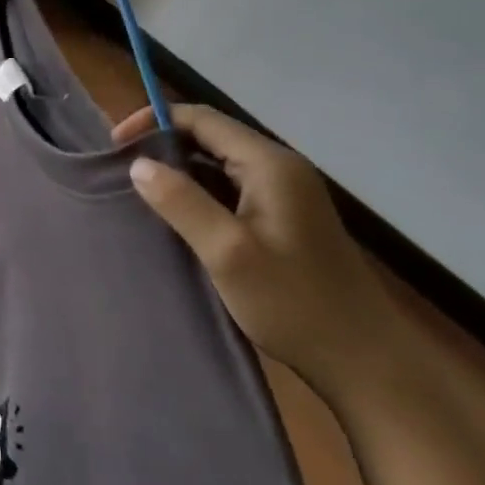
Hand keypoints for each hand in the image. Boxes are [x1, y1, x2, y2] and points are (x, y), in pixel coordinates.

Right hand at [117, 104, 405, 402]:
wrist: (368, 365)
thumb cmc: (295, 303)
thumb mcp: (228, 252)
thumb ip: (181, 202)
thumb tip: (138, 164)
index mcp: (269, 164)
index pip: (201, 118)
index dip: (153, 122)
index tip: (116, 146)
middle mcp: (279, 169)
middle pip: (210, 136)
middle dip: (163, 145)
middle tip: (124, 170)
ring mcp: (285, 195)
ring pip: (218, 164)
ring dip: (179, 171)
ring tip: (142, 192)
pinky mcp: (284, 220)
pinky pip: (230, 189)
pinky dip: (199, 193)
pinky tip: (178, 217)